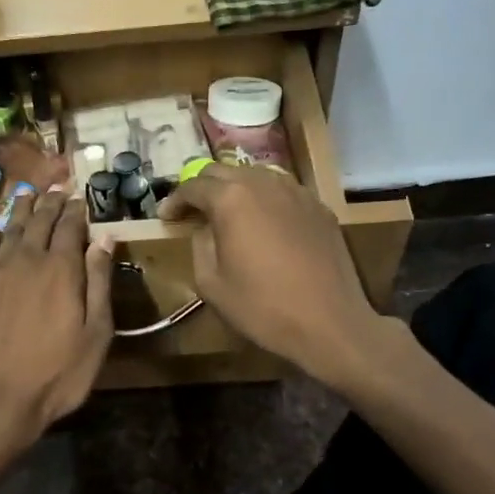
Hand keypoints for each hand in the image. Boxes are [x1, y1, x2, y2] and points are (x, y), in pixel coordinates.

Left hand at [0, 187, 114, 443]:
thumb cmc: (57, 374)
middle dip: (52, 202)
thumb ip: (99, 282)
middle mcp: (29, 259)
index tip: (80, 197)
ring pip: (12, 226)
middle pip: (41, 221)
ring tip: (29, 189)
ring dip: (23, 205)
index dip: (77, 210)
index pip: (71, 227)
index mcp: (63, 270)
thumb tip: (104, 238)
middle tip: (58, 186)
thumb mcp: (95, 334)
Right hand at [158, 166, 380, 385]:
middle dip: (203, 188)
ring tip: (226, 214)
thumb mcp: (211, 284)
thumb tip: (204, 229)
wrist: (329, 322)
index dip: (174, 200)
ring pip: (256, 176)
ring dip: (235, 189)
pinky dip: (265, 200)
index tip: (165, 217)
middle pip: (223, 171)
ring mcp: (296, 192)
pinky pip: (283, 192)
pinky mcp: (319, 208)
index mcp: (231, 199)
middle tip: (192, 211)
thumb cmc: (262, 307)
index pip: (193, 185)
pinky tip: (263, 224)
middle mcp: (264, 183)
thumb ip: (200, 245)